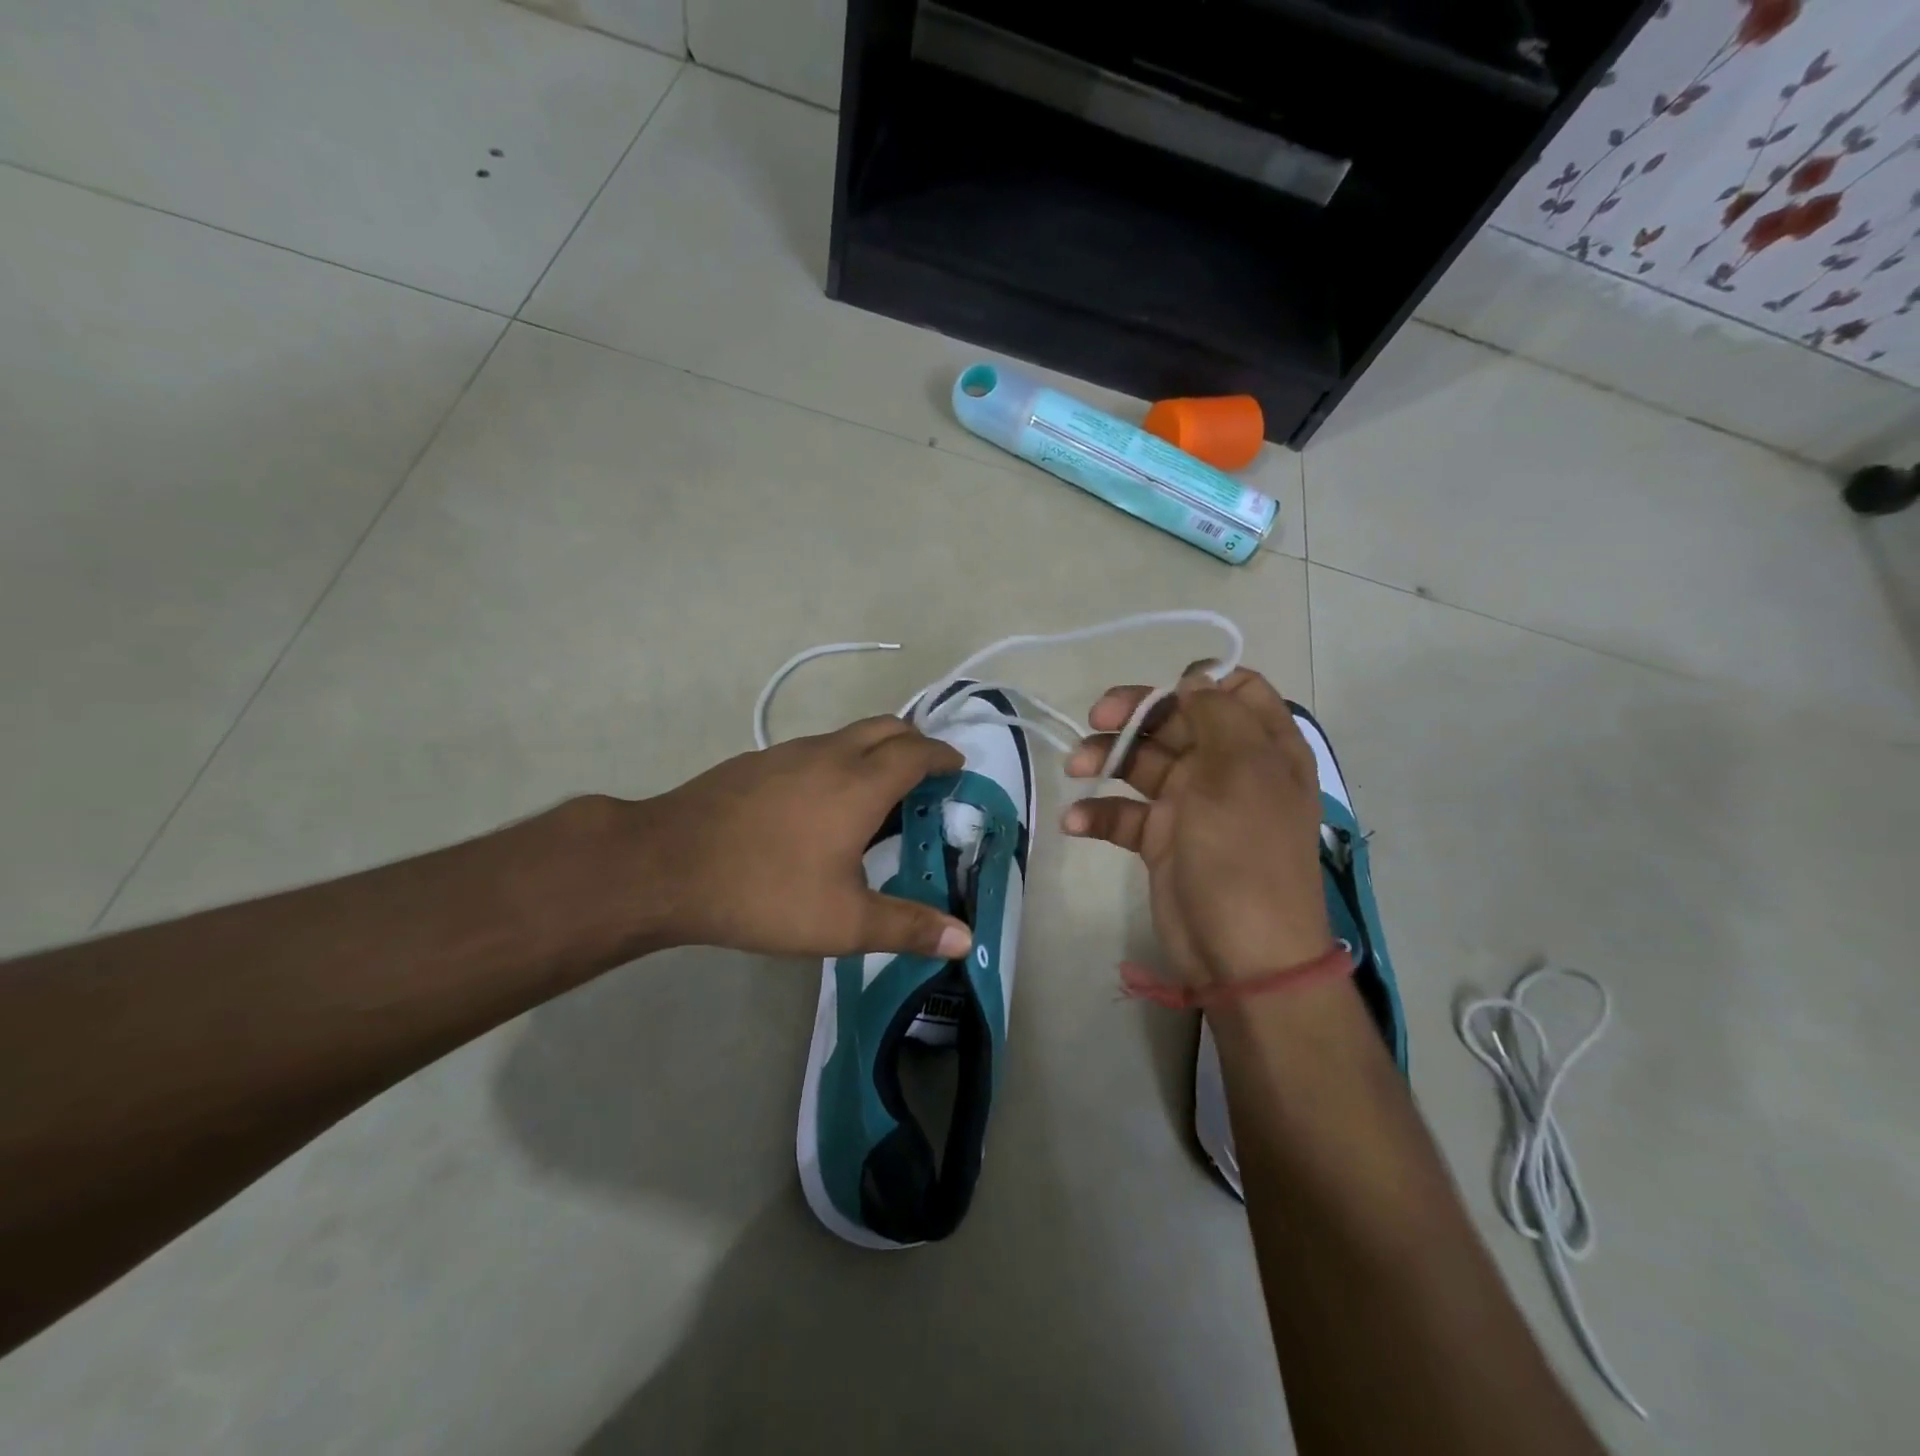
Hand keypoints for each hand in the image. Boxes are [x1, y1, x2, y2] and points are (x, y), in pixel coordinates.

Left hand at [643, 717, 973, 960]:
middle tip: (926, 774)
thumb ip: (907, 927)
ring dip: (874, 749)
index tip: (957, 767)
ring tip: (877, 790)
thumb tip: (965, 940)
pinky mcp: (756, 762)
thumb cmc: (766, 891)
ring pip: (847, 735)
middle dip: (914, 742)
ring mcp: (788, 752)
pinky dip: (837, 760)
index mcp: (860, 784)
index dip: (942, 756)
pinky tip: (819, 803)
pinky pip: (814, 748)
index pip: (916, 753)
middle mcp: (829, 754)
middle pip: (886, 727)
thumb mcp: (843, 922)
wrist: (666, 866)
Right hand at [1062, 669, 1331, 985]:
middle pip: (1177, 720)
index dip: (1198, 683)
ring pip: (1143, 762)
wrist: (1242, 954)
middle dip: (1135, 716)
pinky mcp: (1161, 840)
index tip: (1163, 692)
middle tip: (1096, 720)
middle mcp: (1228, 768)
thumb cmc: (1245, 852)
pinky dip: (1098, 813)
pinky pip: (1124, 813)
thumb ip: (1217, 715)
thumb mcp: (1240, 771)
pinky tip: (1075, 822)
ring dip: (1107, 758)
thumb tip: (1195, 678)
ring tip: (1075, 768)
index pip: (1235, 691)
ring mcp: (1192, 804)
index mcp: (1262, 746)